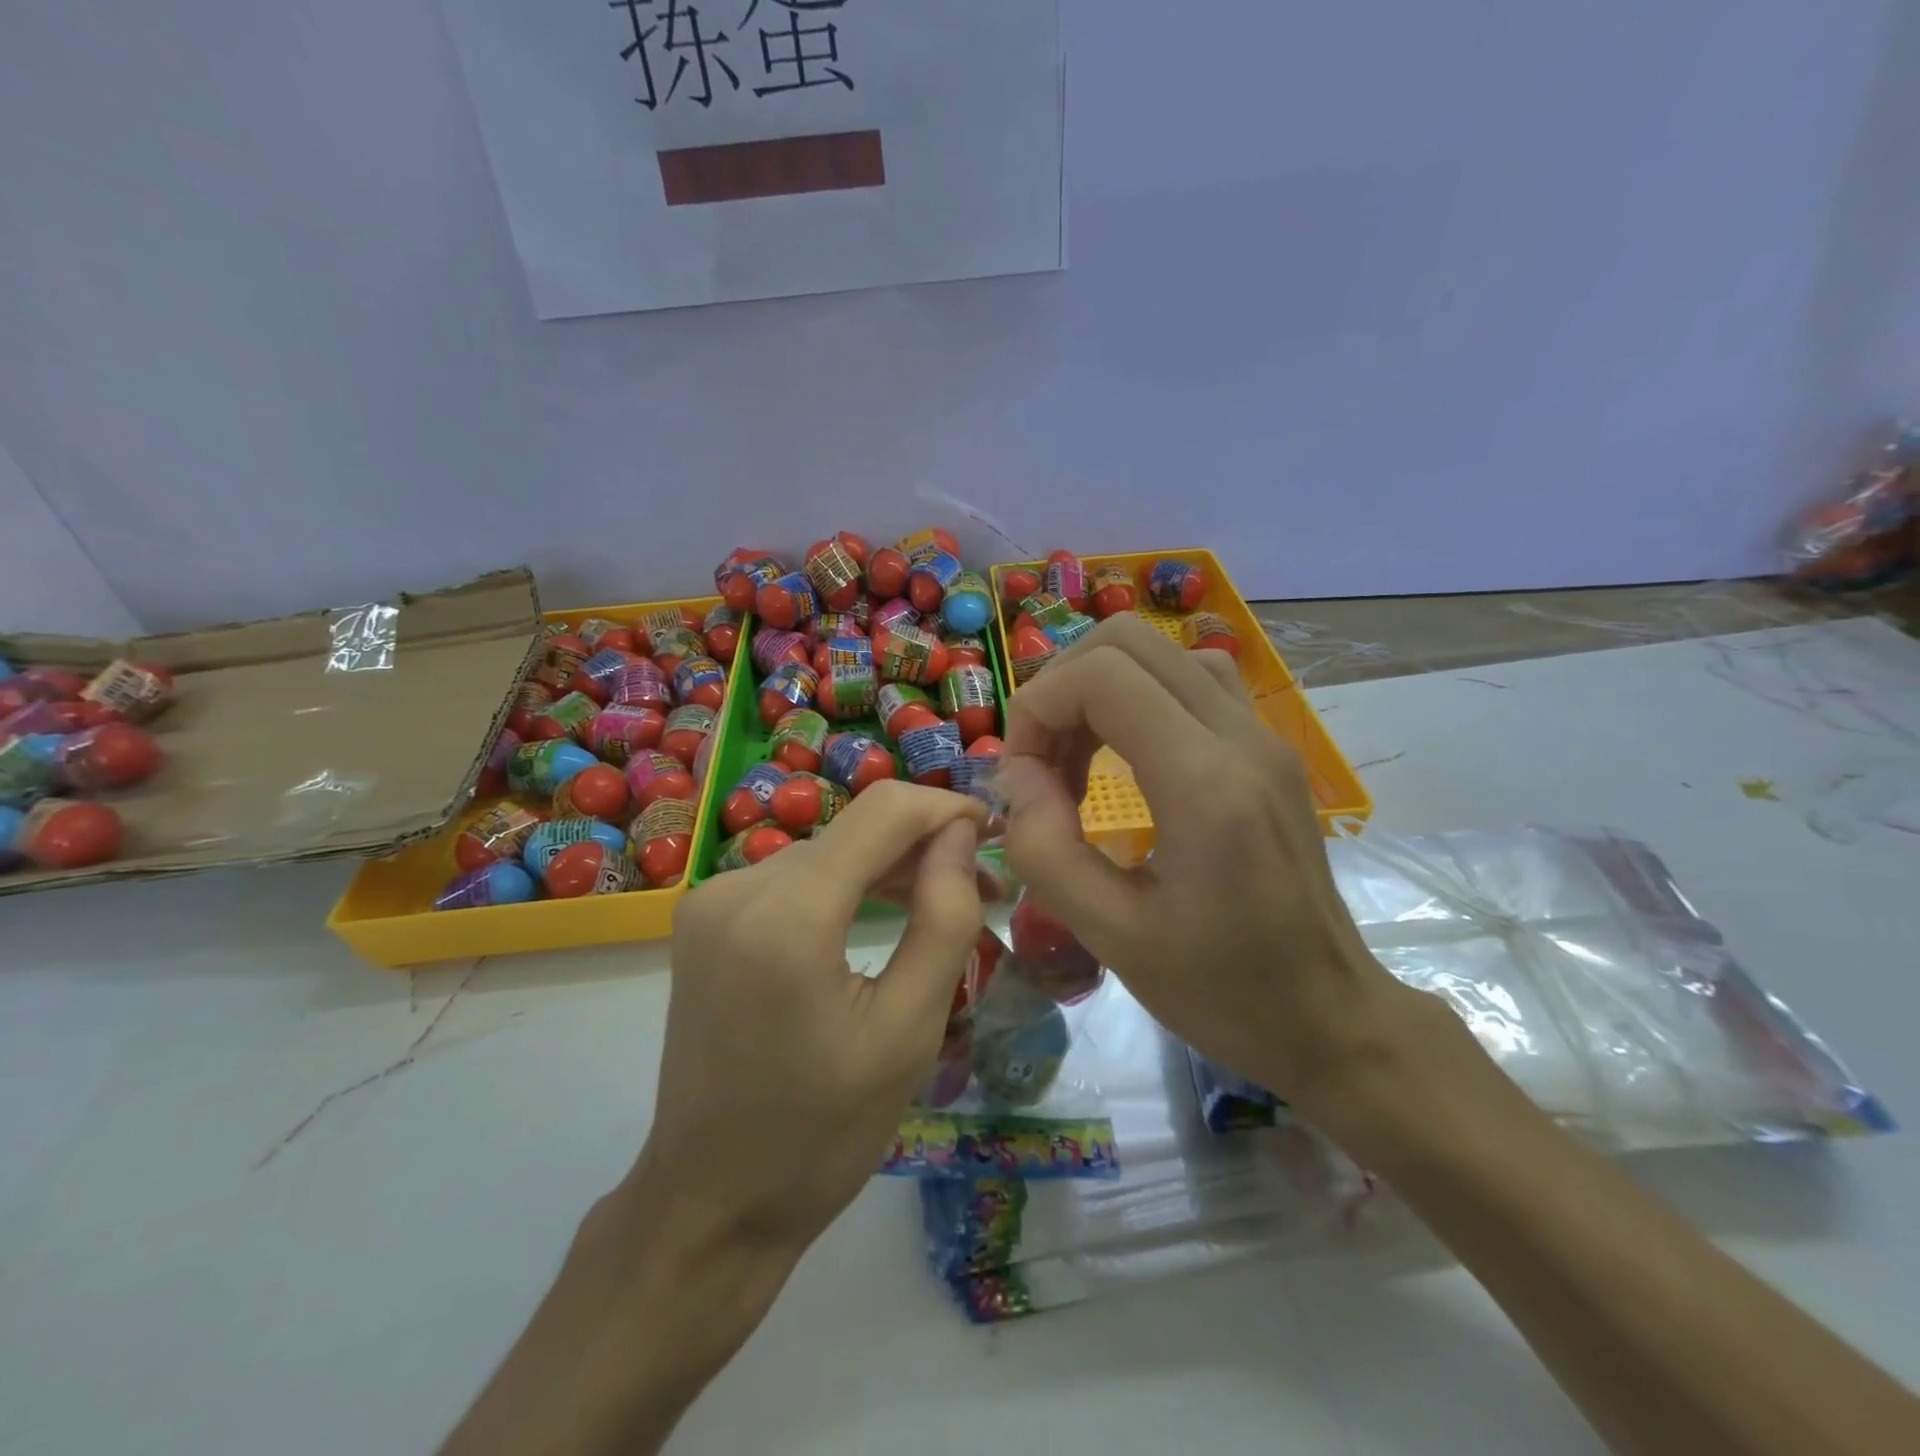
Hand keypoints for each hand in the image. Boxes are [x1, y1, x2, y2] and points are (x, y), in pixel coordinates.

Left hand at [638, 781, 990, 1261]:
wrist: (710, 1202)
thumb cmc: (821, 1133)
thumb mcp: (908, 1032)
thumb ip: (943, 919)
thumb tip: (960, 835)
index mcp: (786, 916)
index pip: (883, 811)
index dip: (946, 809)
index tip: (994, 835)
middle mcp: (737, 887)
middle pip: (855, 830)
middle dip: (924, 848)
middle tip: (983, 892)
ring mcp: (713, 899)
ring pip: (828, 851)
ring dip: (886, 869)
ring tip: (941, 905)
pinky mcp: (707, 917)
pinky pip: (795, 878)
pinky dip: (845, 887)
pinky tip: (877, 915)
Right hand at [996, 614, 1410, 1110]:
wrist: (1330, 1017)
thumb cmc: (1221, 991)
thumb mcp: (1112, 937)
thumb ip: (1046, 848)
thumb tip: (1016, 775)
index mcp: (1206, 784)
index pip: (1102, 676)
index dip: (1038, 707)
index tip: (1021, 776)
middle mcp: (1242, 738)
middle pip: (1128, 640)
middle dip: (1062, 688)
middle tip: (1042, 762)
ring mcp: (1264, 736)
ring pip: (1162, 651)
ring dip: (1100, 688)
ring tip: (1077, 761)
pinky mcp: (1270, 748)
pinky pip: (1193, 680)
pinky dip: (1140, 696)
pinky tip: (1126, 757)